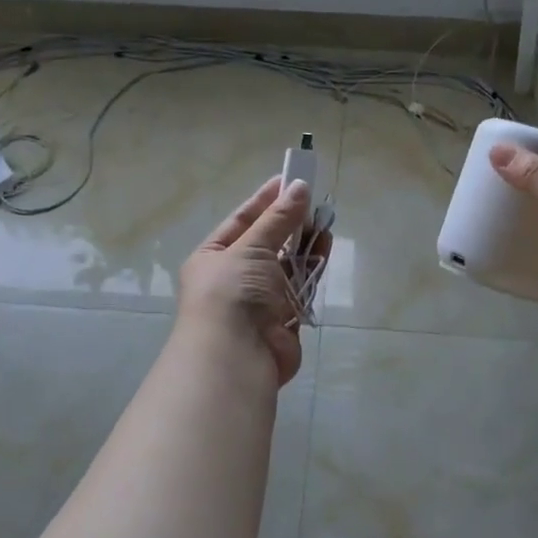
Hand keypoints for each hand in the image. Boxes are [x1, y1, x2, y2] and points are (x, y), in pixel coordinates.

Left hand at [178, 176, 322, 385]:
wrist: (236, 357)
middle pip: (266, 243)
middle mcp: (233, 278)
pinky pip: (300, 288)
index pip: (241, 221)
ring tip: (325, 221)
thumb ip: (278, 219)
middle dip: (290, 223)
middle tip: (315, 201)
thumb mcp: (252, 247)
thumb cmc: (232, 293)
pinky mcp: (282, 321)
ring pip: (286, 265)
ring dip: (304, 244)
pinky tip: (325, 249)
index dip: (265, 200)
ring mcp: (258, 301)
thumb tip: (300, 186)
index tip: (290, 180)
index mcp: (212, 258)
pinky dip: (311, 270)